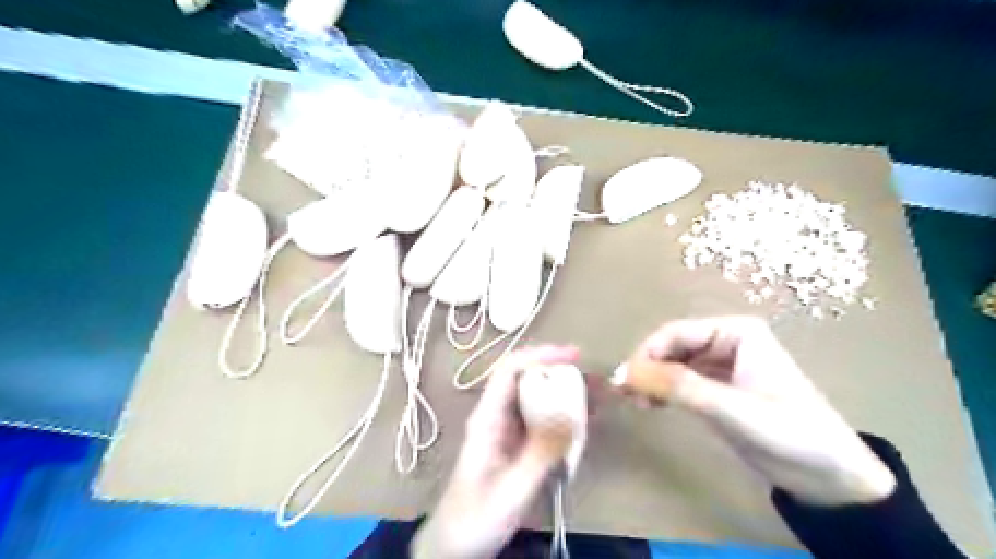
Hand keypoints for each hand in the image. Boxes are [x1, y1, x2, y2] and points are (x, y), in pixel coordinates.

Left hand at [412, 345, 579, 558]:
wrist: (453, 546)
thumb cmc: (476, 519)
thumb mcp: (511, 489)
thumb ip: (540, 454)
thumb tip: (571, 417)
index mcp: (487, 419)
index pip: (509, 371)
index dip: (540, 356)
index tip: (573, 356)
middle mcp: (495, 416)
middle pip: (525, 379)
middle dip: (558, 372)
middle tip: (593, 378)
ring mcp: (504, 430)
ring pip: (534, 398)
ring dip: (563, 392)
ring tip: (595, 395)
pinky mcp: (514, 445)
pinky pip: (539, 420)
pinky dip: (562, 415)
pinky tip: (583, 421)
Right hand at [628, 319, 895, 505]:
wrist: (834, 479)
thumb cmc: (791, 435)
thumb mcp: (732, 410)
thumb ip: (680, 388)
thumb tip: (625, 373)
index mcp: (737, 332)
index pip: (676, 333)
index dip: (647, 354)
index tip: (624, 381)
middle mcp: (727, 341)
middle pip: (672, 346)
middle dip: (647, 368)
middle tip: (626, 396)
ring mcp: (723, 365)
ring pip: (674, 363)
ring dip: (653, 380)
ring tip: (637, 403)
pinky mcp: (720, 388)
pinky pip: (682, 381)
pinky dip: (664, 391)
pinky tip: (652, 405)